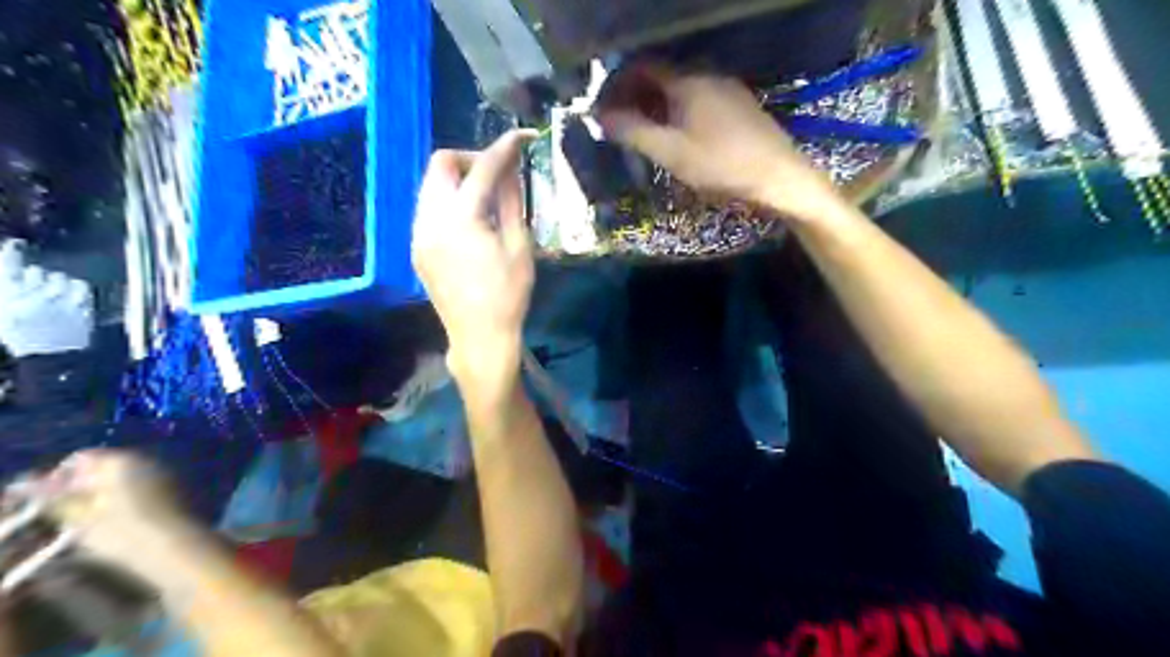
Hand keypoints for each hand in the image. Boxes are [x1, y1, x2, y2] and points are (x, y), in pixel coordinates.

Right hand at [0, 238, 92, 356]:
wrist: (50, 356)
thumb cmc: (21, 335)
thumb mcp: (4, 313)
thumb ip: (8, 291)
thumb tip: (12, 273)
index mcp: (7, 295)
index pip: (9, 266)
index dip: (11, 252)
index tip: (15, 244)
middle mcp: (33, 294)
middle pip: (37, 271)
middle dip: (36, 279)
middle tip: (37, 292)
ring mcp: (60, 299)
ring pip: (60, 277)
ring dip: (56, 284)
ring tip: (54, 298)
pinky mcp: (81, 305)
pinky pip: (80, 286)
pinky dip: (76, 289)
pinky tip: (71, 297)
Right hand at [36, 453, 194, 574]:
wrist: (172, 544)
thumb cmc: (122, 529)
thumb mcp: (79, 516)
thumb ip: (55, 498)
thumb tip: (26, 484)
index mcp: (122, 460)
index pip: (81, 458)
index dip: (59, 478)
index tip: (49, 502)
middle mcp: (146, 459)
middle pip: (105, 467)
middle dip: (83, 486)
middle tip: (67, 513)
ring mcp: (164, 472)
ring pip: (124, 478)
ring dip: (104, 493)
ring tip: (89, 520)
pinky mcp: (175, 488)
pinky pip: (142, 487)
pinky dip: (126, 498)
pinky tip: (118, 520)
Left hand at [410, 131, 539, 388]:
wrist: (479, 337)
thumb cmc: (508, 295)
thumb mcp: (519, 247)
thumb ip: (512, 201)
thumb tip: (512, 169)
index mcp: (460, 218)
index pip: (482, 168)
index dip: (504, 147)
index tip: (523, 137)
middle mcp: (430, 218)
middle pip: (441, 164)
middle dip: (471, 158)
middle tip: (499, 174)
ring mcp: (418, 233)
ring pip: (430, 185)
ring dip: (458, 179)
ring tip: (486, 197)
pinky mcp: (416, 247)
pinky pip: (428, 207)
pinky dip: (449, 200)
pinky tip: (470, 220)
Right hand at [604, 66, 841, 223]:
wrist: (779, 177)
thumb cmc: (721, 165)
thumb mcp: (670, 152)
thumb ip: (633, 132)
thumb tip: (601, 116)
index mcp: (687, 82)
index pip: (641, 68)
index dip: (618, 85)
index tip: (604, 109)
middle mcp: (707, 76)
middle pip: (661, 78)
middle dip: (636, 98)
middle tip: (620, 126)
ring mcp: (727, 90)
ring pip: (681, 91)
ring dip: (657, 108)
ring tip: (645, 136)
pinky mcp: (740, 107)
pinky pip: (699, 101)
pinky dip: (679, 114)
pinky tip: (678, 138)